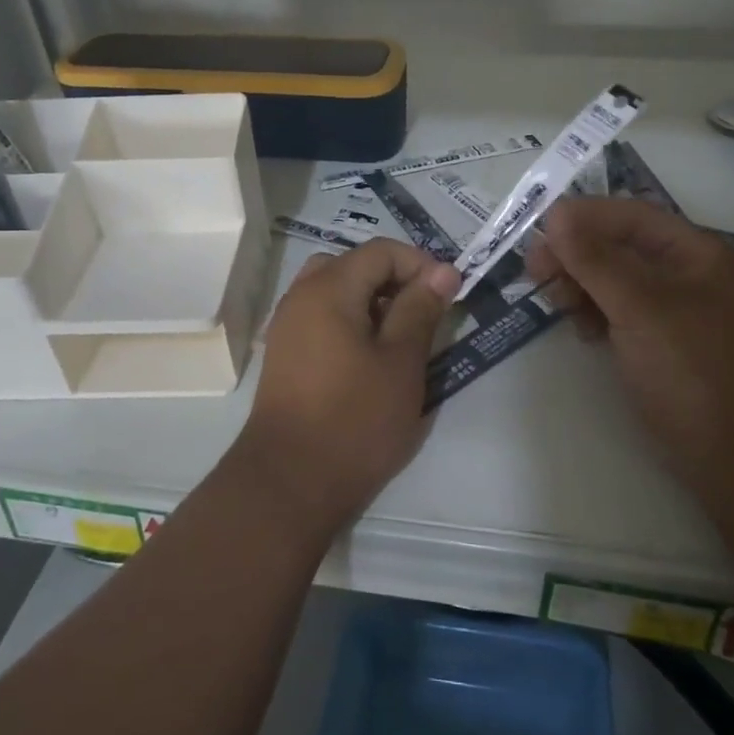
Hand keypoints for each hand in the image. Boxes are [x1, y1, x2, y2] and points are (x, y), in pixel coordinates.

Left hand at [232, 238, 458, 537]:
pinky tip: (370, 360)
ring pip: (336, 292)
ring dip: (372, 302)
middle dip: (394, 281)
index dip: (420, 264)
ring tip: (400, 339)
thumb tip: (442, 271)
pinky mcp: (285, 355)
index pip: (381, 251)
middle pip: (354, 266)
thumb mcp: (401, 362)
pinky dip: (350, 322)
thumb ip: (421, 309)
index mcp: (329, 288)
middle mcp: (301, 296)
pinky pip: (322, 318)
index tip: (448, 295)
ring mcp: (287, 326)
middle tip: (423, 315)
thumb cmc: (354, 419)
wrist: (289, 483)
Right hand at [528, 198, 733, 487]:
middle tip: (535, 272)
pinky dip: (595, 313)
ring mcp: (673, 310)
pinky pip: (618, 311)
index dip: (582, 217)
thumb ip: (596, 259)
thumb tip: (557, 215)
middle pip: (618, 245)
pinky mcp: (660, 342)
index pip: (629, 215)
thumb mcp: (640, 307)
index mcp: (693, 252)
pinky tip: (583, 331)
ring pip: (614, 279)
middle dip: (576, 254)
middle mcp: (684, 273)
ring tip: (558, 304)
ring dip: (581, 283)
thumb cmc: (692, 370)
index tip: (538, 233)